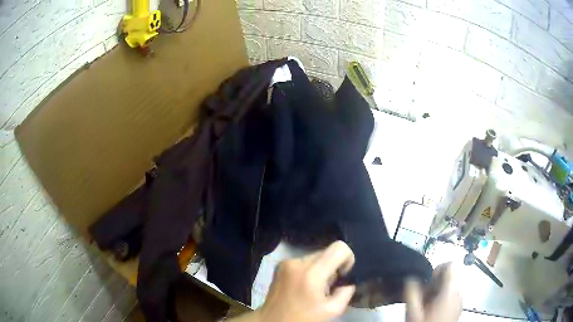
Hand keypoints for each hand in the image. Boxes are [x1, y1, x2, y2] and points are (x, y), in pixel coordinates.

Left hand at [251, 241, 355, 321]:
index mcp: (312, 272)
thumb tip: (348, 280)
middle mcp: (297, 261)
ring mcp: (286, 262)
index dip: (347, 259)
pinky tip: (304, 286)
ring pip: (315, 256)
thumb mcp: (332, 310)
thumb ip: (346, 291)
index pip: (339, 247)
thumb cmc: (303, 318)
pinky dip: (309, 270)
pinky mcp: (280, 264)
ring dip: (320, 269)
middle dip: (333, 267)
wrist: (273, 321)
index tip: (343, 276)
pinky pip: (304, 261)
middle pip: (327, 251)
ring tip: (314, 288)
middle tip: (328, 287)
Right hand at [405, 263, 461, 321]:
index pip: (451, 265)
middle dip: (434, 283)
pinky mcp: (457, 308)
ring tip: (425, 305)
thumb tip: (411, 276)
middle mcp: (459, 292)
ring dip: (437, 291)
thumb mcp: (413, 312)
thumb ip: (412, 292)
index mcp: (451, 291)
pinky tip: (431, 311)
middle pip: (450, 276)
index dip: (437, 269)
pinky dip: (441, 298)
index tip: (426, 282)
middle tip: (422, 296)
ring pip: (450, 286)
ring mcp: (460, 301)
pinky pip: (451, 296)